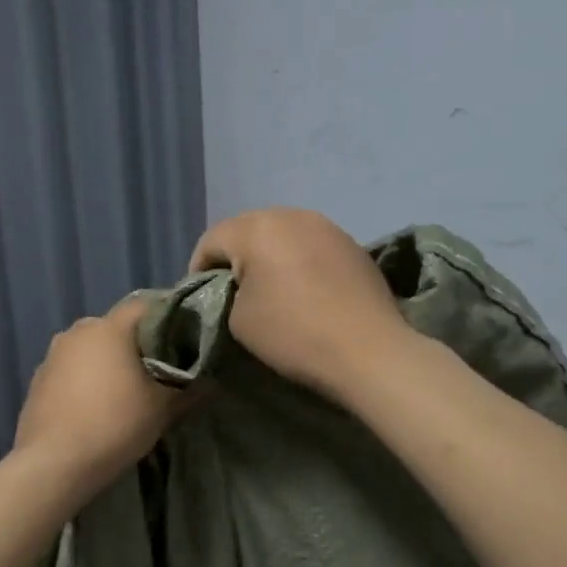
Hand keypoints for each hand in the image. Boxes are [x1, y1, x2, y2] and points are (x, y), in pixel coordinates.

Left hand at [12, 295, 179, 500]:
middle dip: (137, 344)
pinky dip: (85, 379)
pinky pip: (70, 369)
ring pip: (91, 348)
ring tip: (124, 391)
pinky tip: (93, 406)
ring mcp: (53, 354)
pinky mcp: (38, 378)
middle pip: (116, 327)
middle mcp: (78, 330)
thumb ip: (188, 389)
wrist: (53, 464)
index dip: (168, 319)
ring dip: (108, 362)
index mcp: (110, 327)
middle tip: (156, 370)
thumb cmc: (114, 425)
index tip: (183, 340)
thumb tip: (210, 380)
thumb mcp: (162, 409)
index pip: (146, 306)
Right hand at [190, 208, 414, 398]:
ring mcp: (327, 226)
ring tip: (270, 289)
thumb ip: (226, 293)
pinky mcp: (352, 244)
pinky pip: (311, 245)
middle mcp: (291, 215)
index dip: (198, 269)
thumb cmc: (293, 333)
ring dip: (269, 256)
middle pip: (248, 229)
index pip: (211, 240)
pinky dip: (299, 261)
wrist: (369, 351)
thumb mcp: (238, 320)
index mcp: (257, 228)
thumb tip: (237, 286)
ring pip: (282, 234)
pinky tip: (305, 290)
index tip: (201, 298)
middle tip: (233, 292)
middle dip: (235, 257)